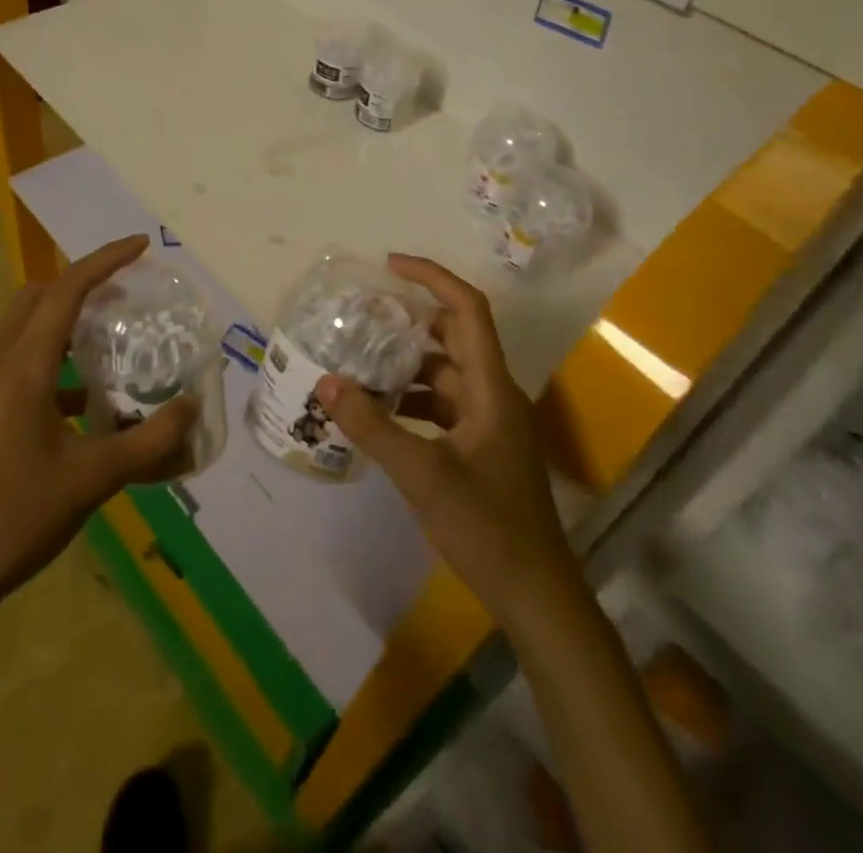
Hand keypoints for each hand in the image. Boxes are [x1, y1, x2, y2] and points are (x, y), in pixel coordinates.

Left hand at [0, 235, 196, 617]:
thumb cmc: (15, 517)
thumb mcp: (92, 479)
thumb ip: (149, 441)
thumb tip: (192, 406)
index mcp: (22, 368)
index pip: (65, 291)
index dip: (104, 261)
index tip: (140, 246)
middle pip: (38, 297)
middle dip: (82, 282)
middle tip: (127, 291)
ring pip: (24, 326)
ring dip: (65, 317)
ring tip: (111, 333)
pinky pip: (19, 359)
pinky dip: (53, 355)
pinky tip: (85, 396)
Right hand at [314, 254, 575, 630]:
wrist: (537, 596)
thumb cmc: (488, 528)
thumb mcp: (423, 476)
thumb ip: (372, 427)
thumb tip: (325, 381)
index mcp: (491, 387)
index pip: (467, 309)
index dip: (432, 277)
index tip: (389, 265)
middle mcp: (492, 394)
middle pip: (454, 337)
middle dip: (410, 321)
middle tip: (362, 316)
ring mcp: (488, 422)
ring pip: (444, 374)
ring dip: (406, 364)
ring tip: (358, 361)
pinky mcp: (480, 448)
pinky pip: (441, 406)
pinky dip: (411, 399)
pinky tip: (378, 412)